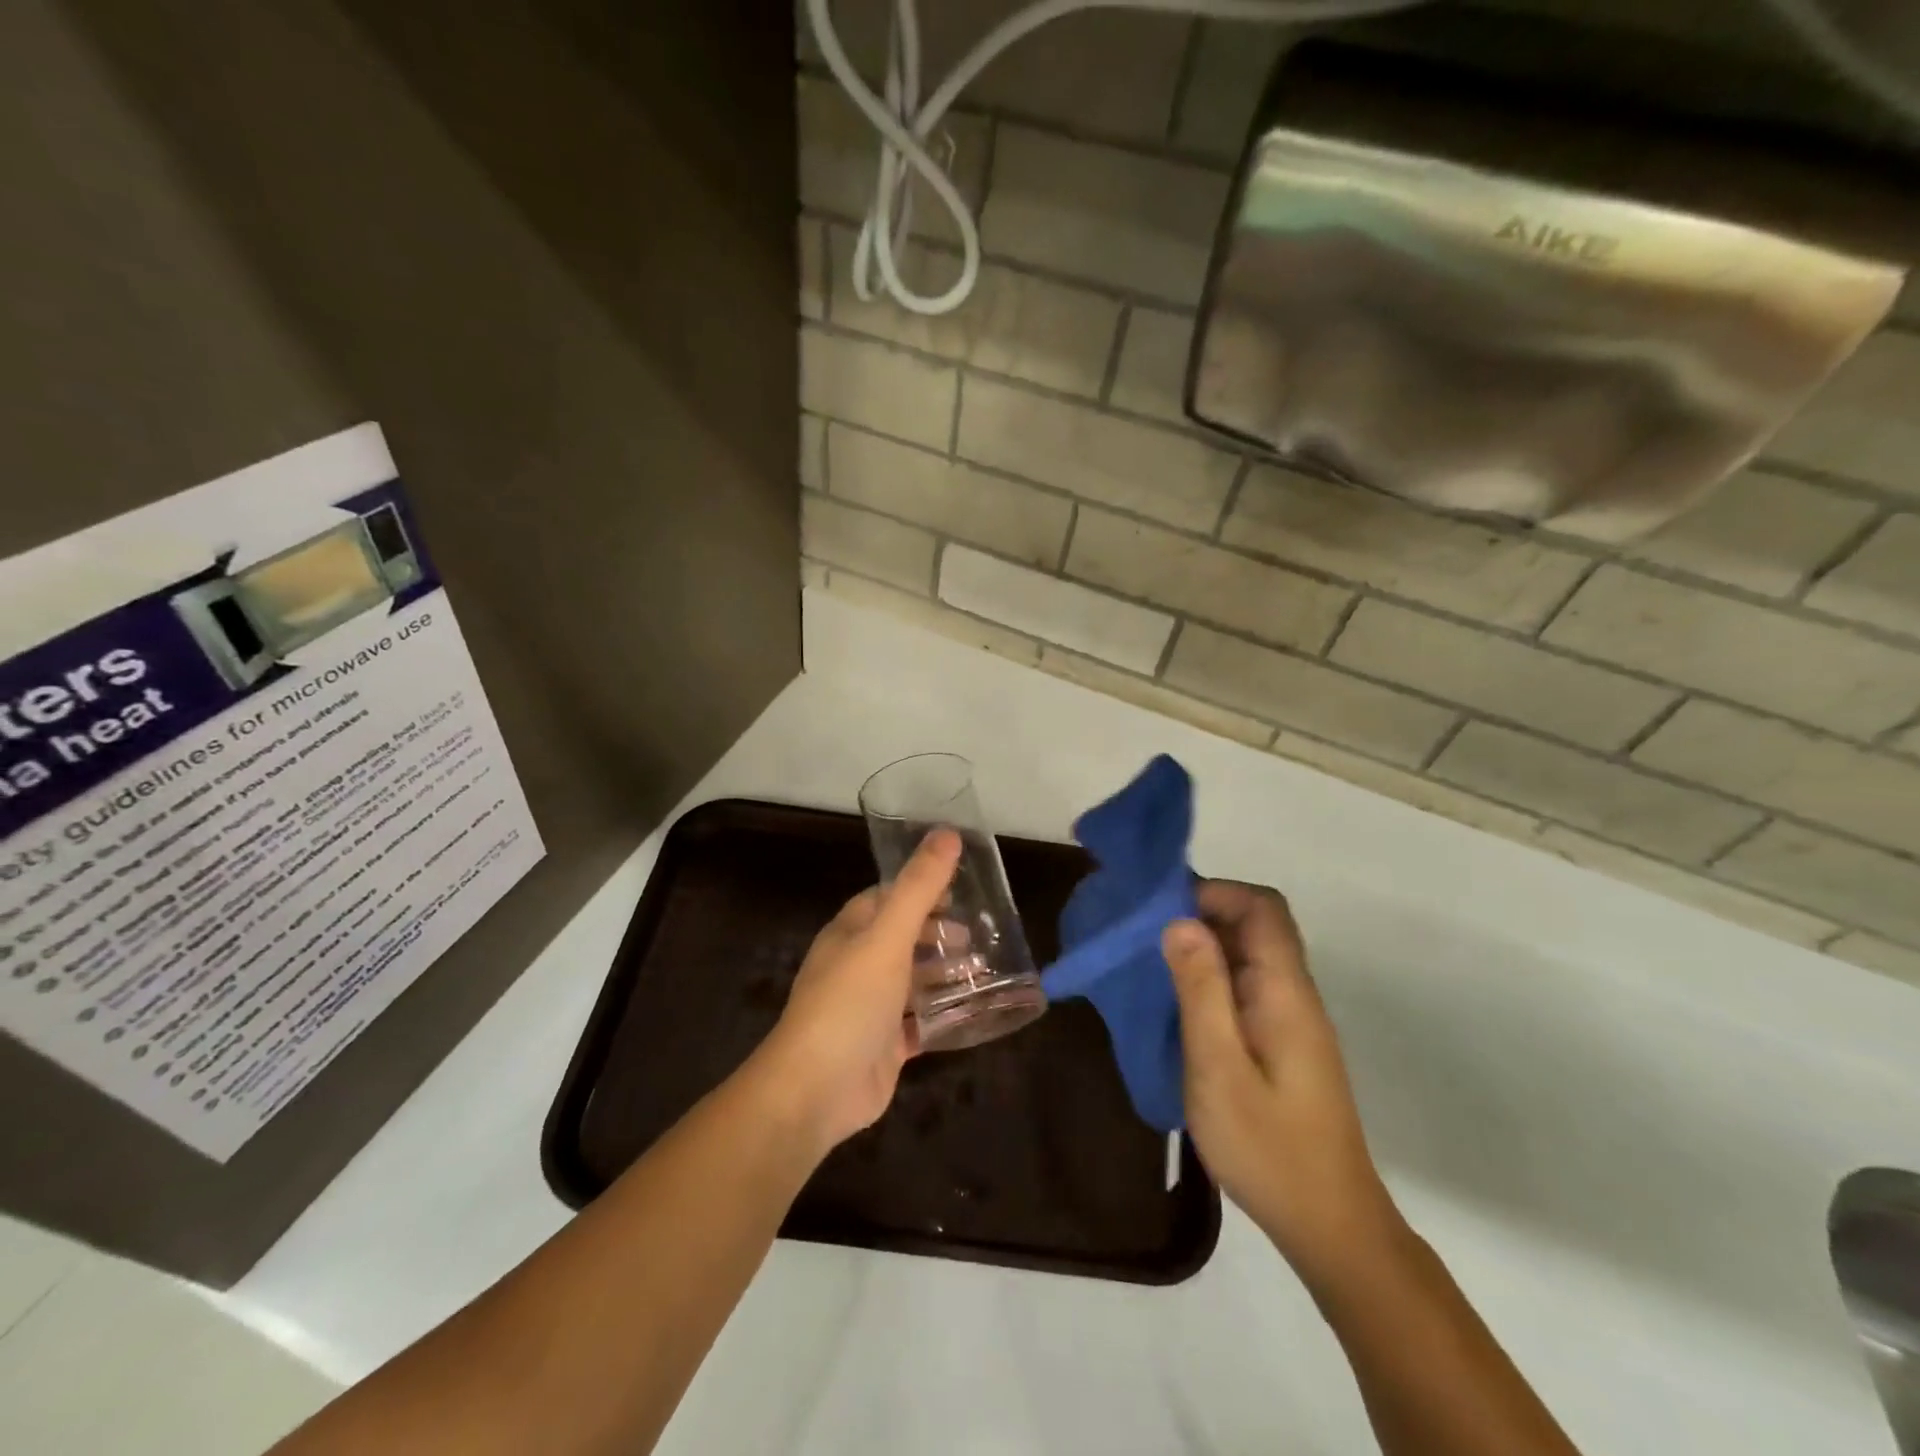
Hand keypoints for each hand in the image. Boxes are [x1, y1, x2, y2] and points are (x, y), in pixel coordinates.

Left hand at [753, 828, 961, 1154]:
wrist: (815, 1090)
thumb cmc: (850, 1002)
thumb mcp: (887, 936)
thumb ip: (919, 887)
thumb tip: (948, 833)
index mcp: (850, 933)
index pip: (885, 898)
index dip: (920, 890)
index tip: (960, 889)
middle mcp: (856, 965)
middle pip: (902, 939)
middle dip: (938, 933)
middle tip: (979, 936)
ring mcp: (869, 1008)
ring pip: (912, 980)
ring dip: (944, 973)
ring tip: (984, 970)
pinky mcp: (884, 1046)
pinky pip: (919, 1022)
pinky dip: (942, 1014)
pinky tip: (973, 1011)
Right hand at [1163, 881, 1402, 1285]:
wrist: (1329, 1224)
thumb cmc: (1268, 1147)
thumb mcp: (1218, 1067)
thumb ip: (1201, 990)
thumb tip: (1180, 921)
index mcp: (1284, 991)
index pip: (1262, 908)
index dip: (1214, 892)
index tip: (1161, 908)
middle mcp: (1292, 993)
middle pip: (1254, 925)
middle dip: (1199, 914)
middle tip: (1142, 934)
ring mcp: (1288, 1018)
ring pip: (1247, 955)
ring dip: (1200, 947)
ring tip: (1147, 962)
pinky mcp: (1280, 1041)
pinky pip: (1243, 985)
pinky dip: (1207, 978)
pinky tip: (1173, 1002)